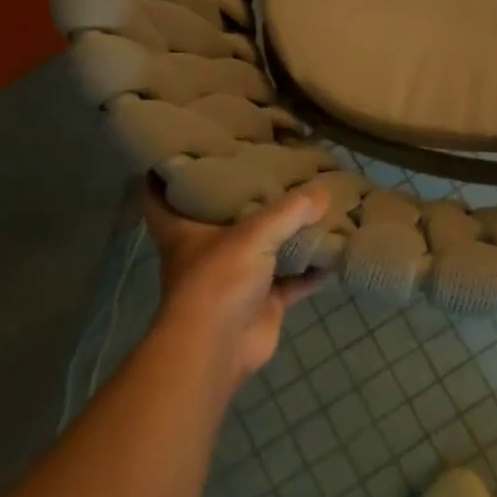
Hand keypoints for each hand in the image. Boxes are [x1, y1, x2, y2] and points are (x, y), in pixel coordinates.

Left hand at [143, 178, 330, 389]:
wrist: (219, 348)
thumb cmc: (218, 280)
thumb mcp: (253, 234)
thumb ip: (289, 210)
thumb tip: (323, 191)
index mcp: (184, 230)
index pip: (159, 197)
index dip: (163, 173)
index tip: (180, 148)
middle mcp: (207, 251)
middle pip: (223, 218)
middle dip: (244, 197)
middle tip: (270, 165)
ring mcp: (236, 278)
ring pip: (264, 248)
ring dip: (287, 233)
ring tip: (315, 202)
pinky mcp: (262, 302)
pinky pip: (293, 280)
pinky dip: (313, 270)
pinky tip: (337, 251)